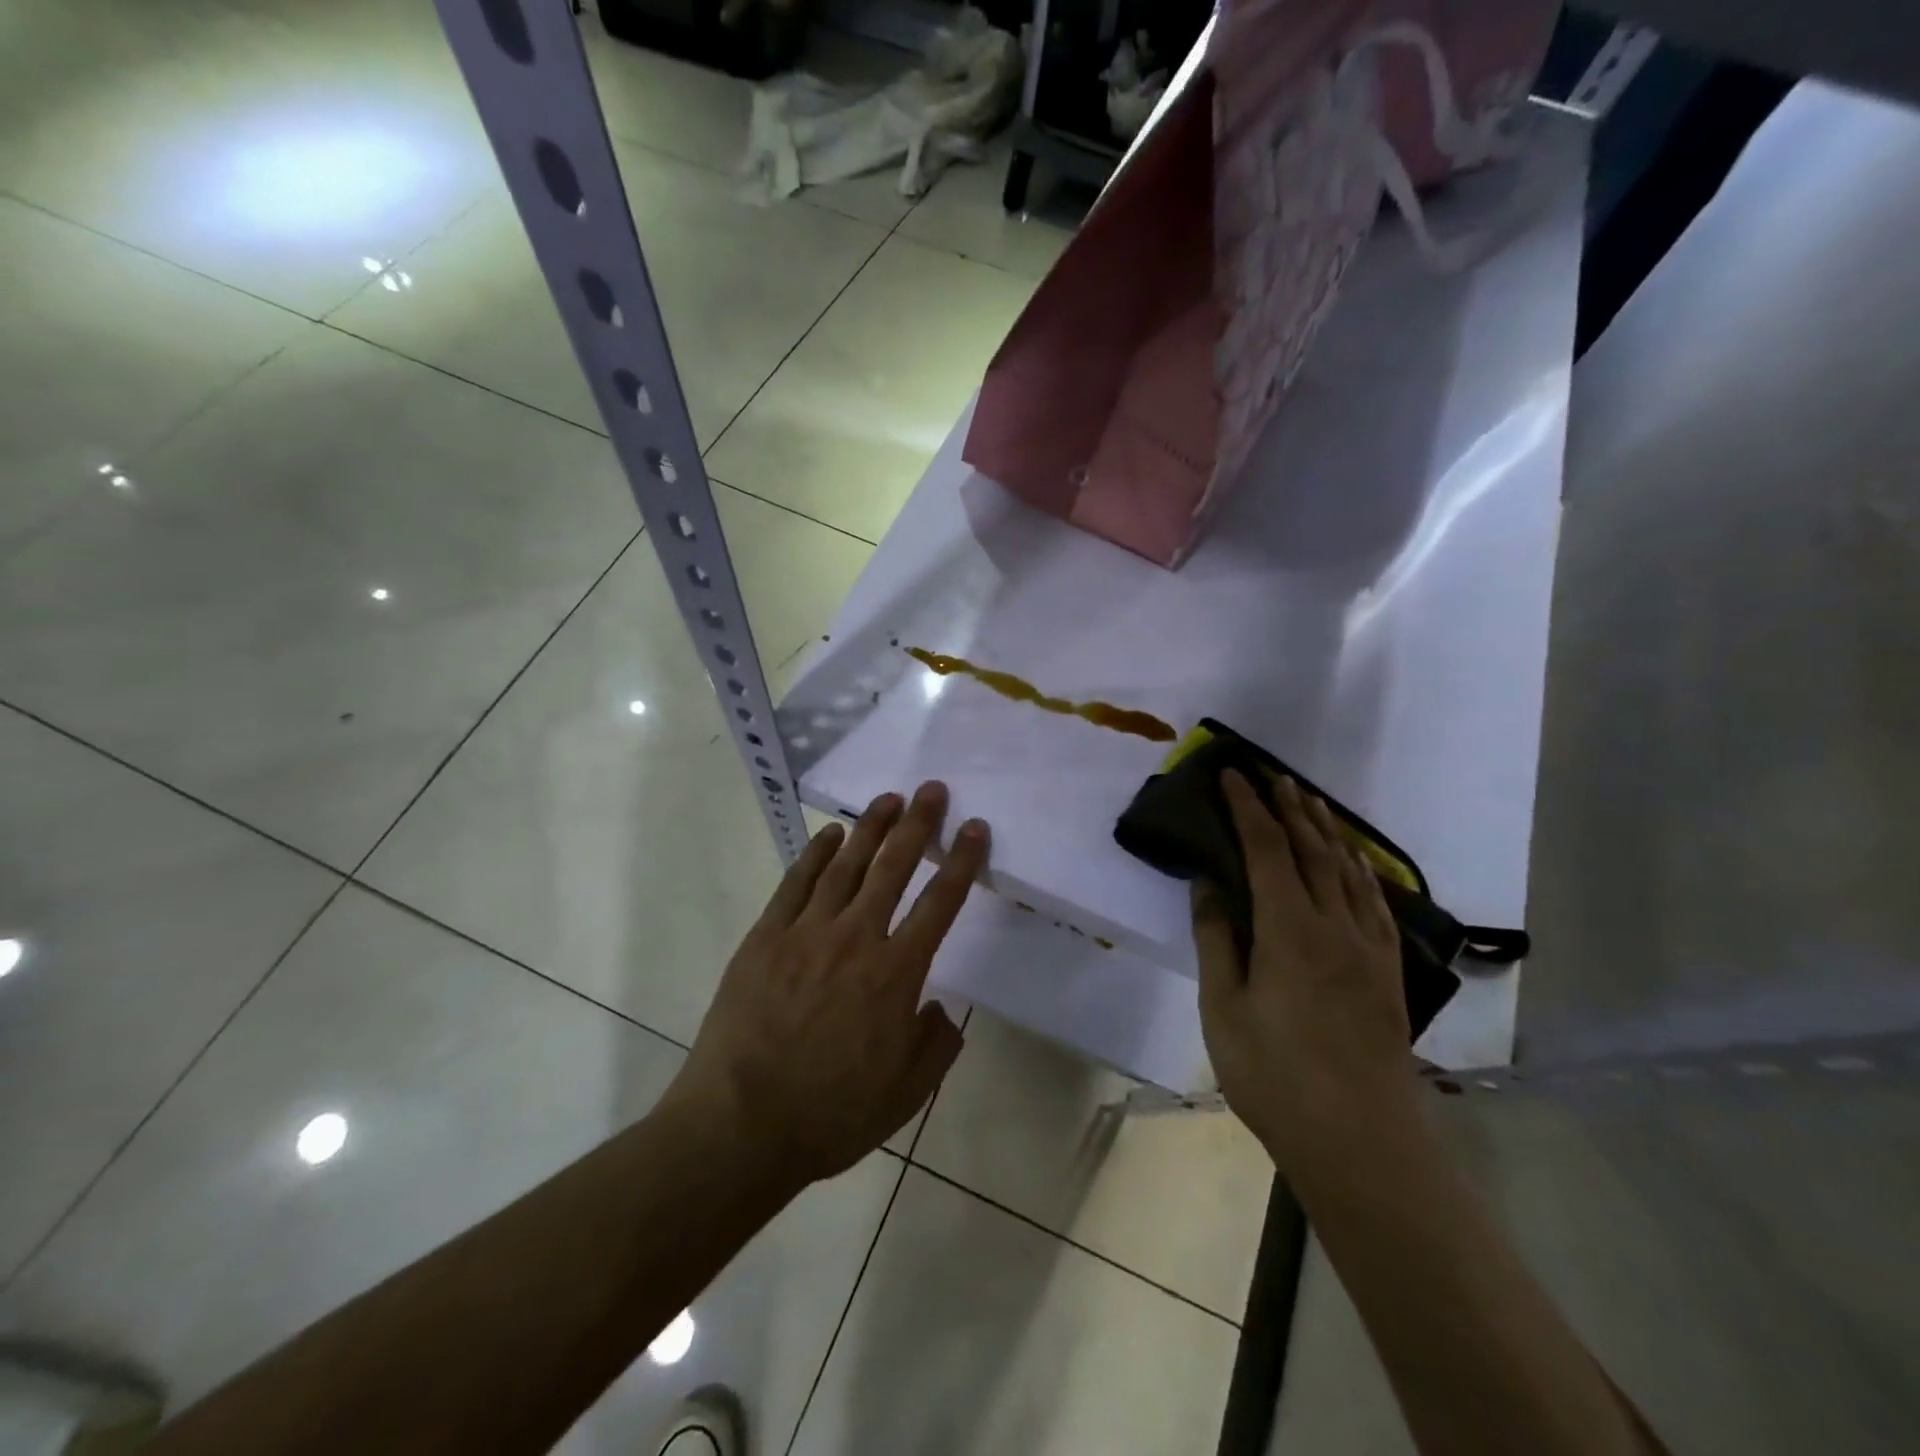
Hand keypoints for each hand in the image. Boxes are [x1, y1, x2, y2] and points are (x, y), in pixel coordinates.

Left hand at [666, 782, 988, 1189]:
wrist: (741, 1127)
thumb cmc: (831, 1114)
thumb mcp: (907, 1095)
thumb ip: (936, 1044)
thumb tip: (939, 1009)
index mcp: (896, 974)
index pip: (940, 903)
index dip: (962, 862)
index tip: (974, 827)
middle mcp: (856, 939)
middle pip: (893, 868)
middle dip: (918, 825)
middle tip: (931, 790)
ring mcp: (806, 933)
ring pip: (846, 866)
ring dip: (870, 828)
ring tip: (889, 798)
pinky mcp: (765, 938)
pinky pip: (795, 884)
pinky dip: (815, 854)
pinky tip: (830, 834)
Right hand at [1193, 772, 1417, 1172]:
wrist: (1361, 1140)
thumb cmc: (1275, 1076)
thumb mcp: (1223, 1009)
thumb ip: (1217, 939)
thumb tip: (1208, 884)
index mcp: (1290, 930)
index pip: (1268, 850)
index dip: (1248, 809)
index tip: (1233, 776)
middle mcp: (1335, 926)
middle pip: (1313, 850)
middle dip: (1290, 808)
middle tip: (1272, 775)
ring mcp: (1369, 947)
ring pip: (1348, 871)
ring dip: (1326, 831)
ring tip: (1310, 802)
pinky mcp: (1388, 971)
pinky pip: (1375, 902)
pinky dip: (1360, 871)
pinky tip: (1355, 864)